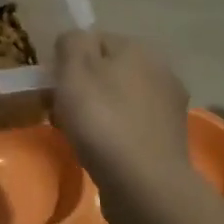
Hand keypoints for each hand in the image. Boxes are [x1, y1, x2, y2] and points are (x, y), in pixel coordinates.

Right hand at [52, 31, 192, 203]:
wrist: (145, 184)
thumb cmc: (103, 120)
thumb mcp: (74, 70)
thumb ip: (71, 43)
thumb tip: (75, 40)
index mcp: (138, 47)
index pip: (95, 39)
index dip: (69, 59)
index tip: (52, 85)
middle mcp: (161, 69)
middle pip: (110, 69)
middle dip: (85, 86)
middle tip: (61, 110)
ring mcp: (169, 105)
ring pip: (121, 98)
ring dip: (101, 110)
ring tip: (79, 134)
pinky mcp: (170, 138)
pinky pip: (132, 124)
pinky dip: (116, 132)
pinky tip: (102, 150)